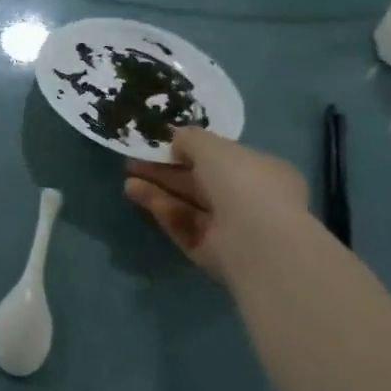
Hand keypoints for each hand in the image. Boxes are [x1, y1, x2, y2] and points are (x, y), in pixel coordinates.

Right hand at [124, 128, 309, 281]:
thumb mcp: (211, 145)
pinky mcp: (213, 252)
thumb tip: (175, 140)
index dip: (191, 148)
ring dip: (157, 188)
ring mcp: (231, 229)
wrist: (257, 241)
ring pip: (187, 204)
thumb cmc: (242, 181)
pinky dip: (162, 209)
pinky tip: (138, 194)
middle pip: (199, 182)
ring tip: (128, 178)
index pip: (222, 158)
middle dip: (165, 170)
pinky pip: (184, 225)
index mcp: (262, 171)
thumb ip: (189, 138)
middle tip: (134, 160)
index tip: (161, 143)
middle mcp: (249, 200)